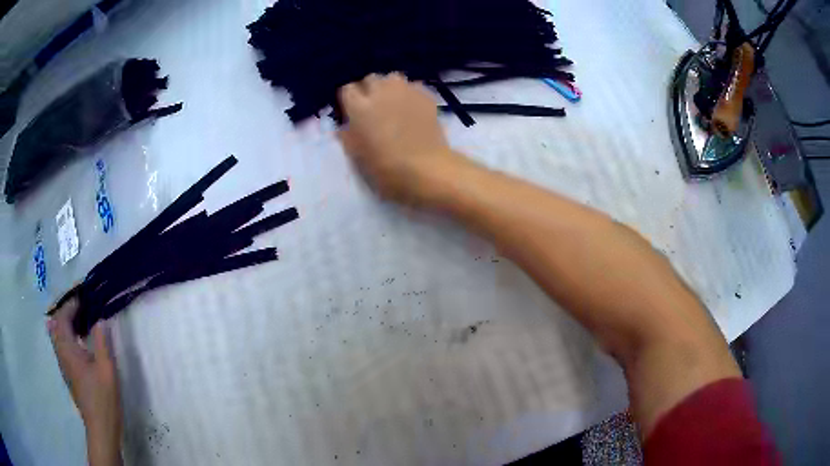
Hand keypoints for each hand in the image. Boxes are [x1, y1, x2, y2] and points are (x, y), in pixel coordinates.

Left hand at [48, 297, 121, 465]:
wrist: (100, 428)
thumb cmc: (103, 399)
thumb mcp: (107, 369)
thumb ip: (101, 342)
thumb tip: (99, 319)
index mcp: (68, 349)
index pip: (62, 317)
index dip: (71, 304)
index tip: (84, 297)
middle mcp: (61, 353)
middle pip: (55, 323)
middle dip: (66, 311)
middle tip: (82, 307)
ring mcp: (63, 365)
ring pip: (57, 335)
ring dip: (65, 323)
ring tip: (81, 321)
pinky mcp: (68, 373)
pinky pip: (61, 345)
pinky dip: (67, 335)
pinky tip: (80, 341)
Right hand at [337, 73, 466, 205]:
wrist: (427, 167)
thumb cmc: (386, 167)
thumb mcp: (357, 156)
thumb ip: (348, 136)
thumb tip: (344, 127)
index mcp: (359, 106)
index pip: (347, 89)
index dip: (349, 100)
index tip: (352, 112)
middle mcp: (380, 91)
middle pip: (370, 79)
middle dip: (369, 90)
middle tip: (373, 107)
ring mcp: (405, 89)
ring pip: (392, 78)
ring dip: (389, 87)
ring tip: (394, 103)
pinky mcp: (425, 94)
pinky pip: (413, 86)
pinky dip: (410, 93)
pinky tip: (413, 108)